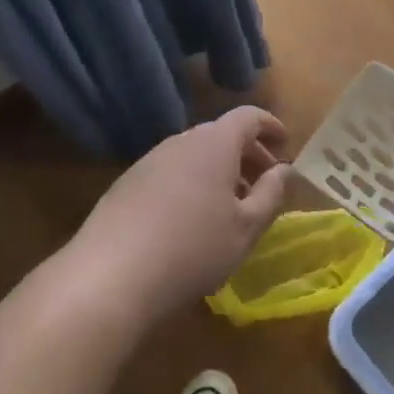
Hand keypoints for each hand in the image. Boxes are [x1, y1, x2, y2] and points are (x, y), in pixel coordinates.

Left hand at [69, 106, 292, 322]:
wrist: (109, 277)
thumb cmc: (193, 249)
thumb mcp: (246, 228)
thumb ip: (271, 194)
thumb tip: (284, 171)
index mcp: (214, 143)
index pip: (248, 116)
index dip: (270, 125)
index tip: (285, 143)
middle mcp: (180, 141)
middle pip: (220, 134)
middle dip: (247, 153)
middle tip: (263, 182)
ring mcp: (149, 161)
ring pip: (194, 155)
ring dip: (218, 171)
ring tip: (230, 207)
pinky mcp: (126, 184)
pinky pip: (170, 172)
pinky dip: (191, 184)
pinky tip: (191, 221)